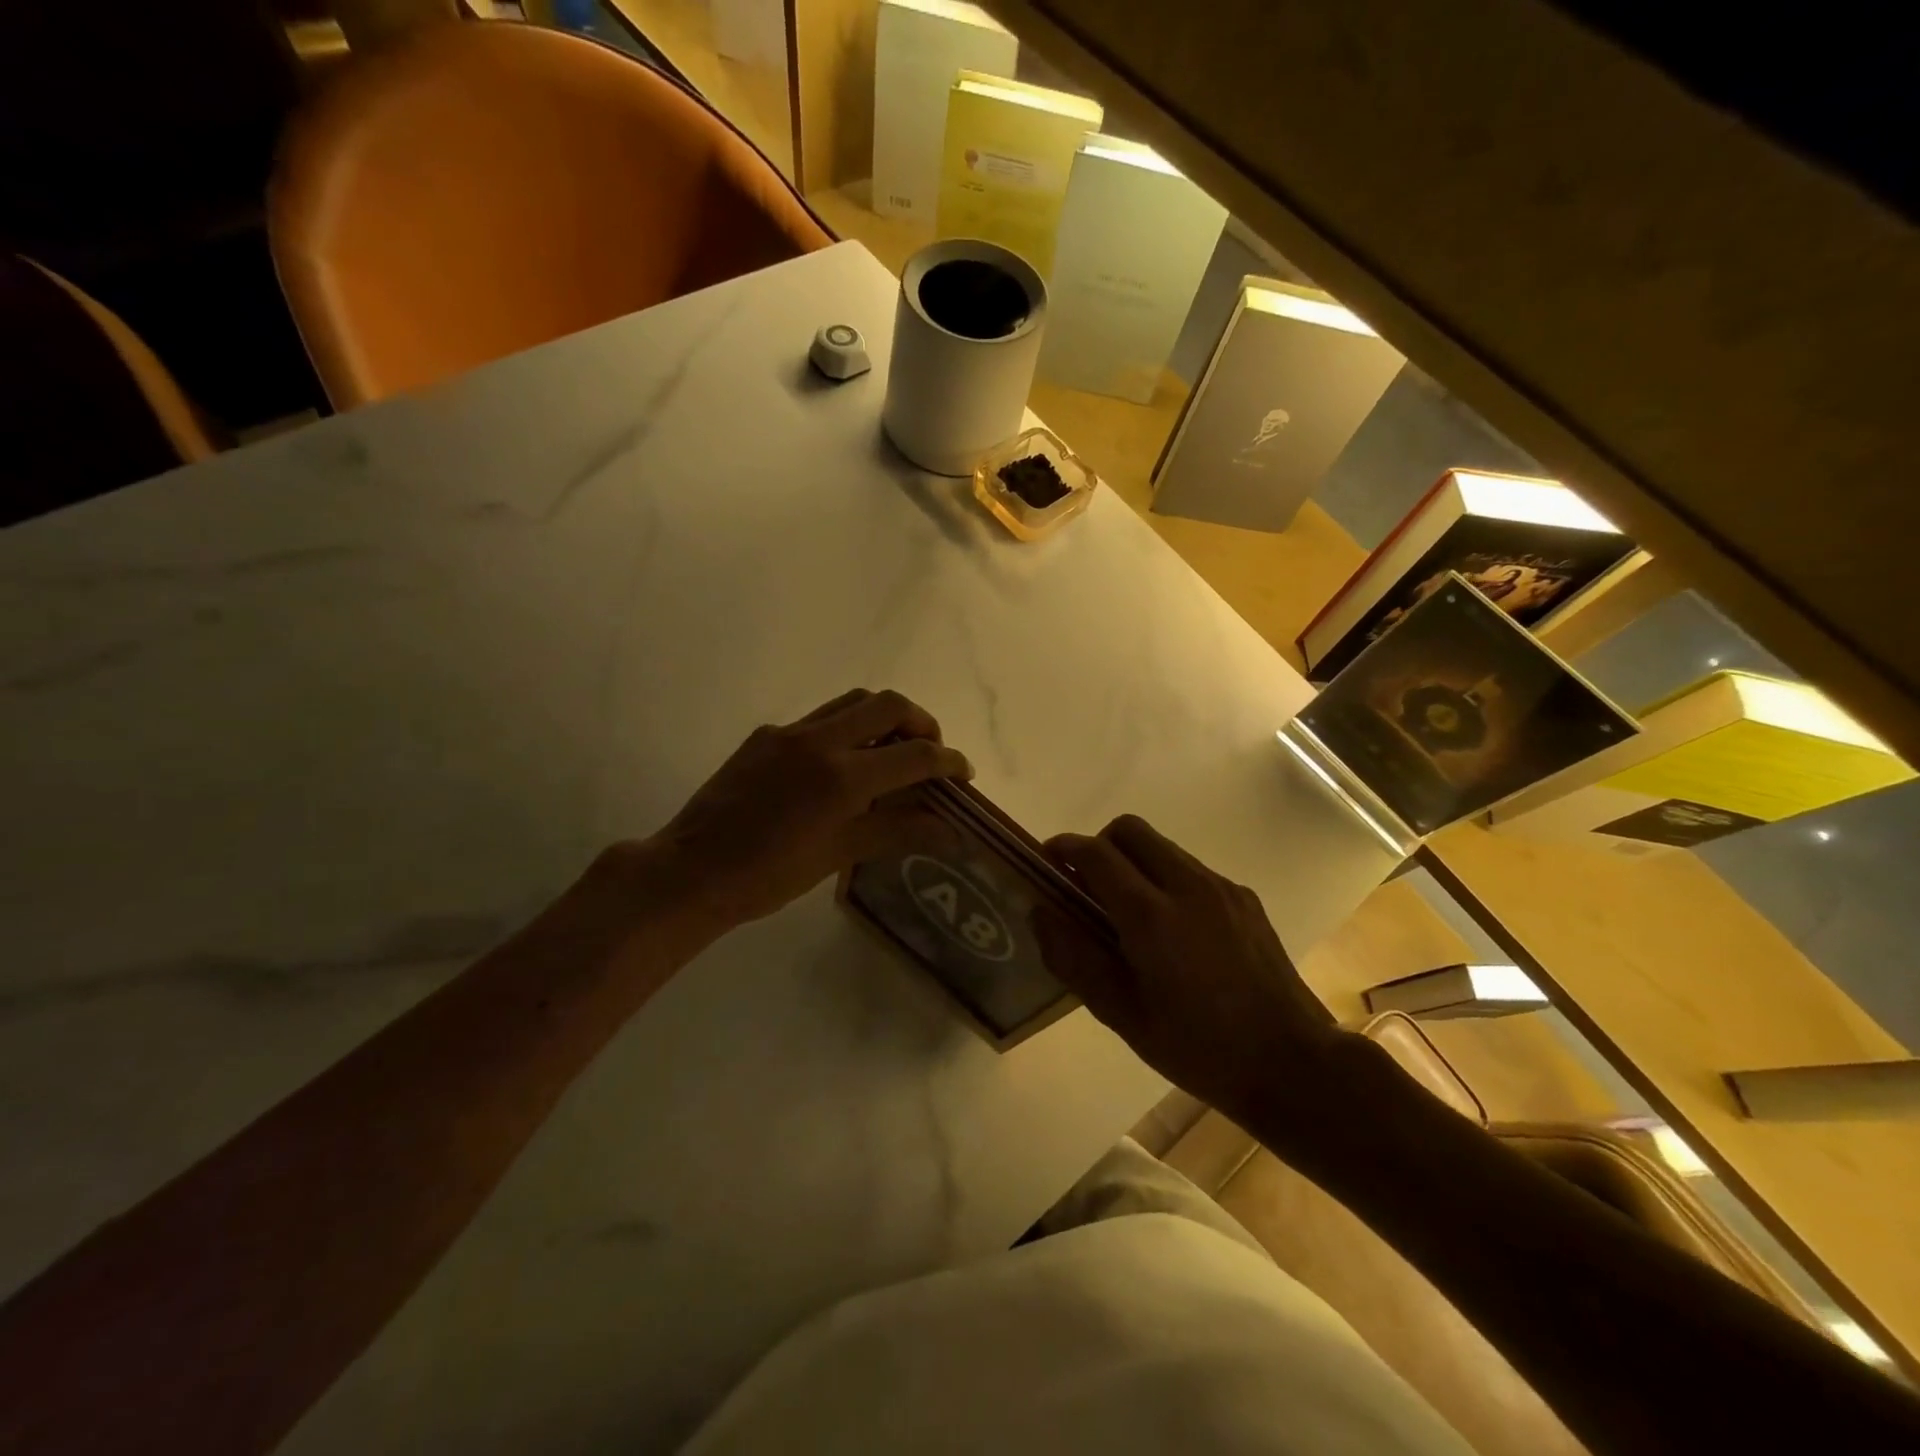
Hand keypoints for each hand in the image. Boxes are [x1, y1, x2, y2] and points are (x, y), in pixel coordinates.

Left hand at [647, 689, 971, 929]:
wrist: (691, 871)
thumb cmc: (769, 876)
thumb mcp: (840, 854)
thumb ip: (898, 830)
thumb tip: (951, 831)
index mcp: (843, 776)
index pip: (915, 754)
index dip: (948, 761)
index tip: (963, 774)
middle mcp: (820, 740)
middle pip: (888, 704)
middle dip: (921, 722)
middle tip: (930, 753)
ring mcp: (789, 732)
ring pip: (853, 701)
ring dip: (883, 717)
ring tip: (891, 750)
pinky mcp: (766, 735)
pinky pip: (819, 718)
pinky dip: (845, 729)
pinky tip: (840, 766)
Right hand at [1037, 815, 1344, 1134]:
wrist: (1292, 1063)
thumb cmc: (1198, 1048)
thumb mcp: (1123, 1015)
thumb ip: (1074, 958)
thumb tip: (1040, 912)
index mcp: (1151, 915)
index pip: (1096, 853)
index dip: (1064, 849)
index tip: (1047, 863)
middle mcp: (1187, 885)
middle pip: (1130, 829)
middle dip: (1099, 845)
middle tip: (1087, 886)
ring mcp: (1221, 887)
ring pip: (1162, 846)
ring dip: (1133, 862)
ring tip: (1129, 912)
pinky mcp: (1244, 897)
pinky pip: (1191, 868)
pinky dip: (1166, 879)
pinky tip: (1173, 930)